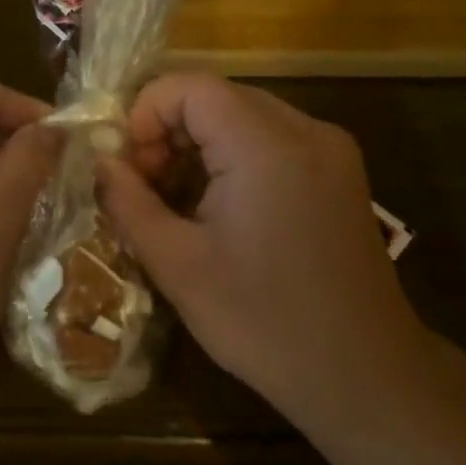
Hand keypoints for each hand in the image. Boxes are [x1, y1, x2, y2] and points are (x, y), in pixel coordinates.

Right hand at [97, 74, 434, 443]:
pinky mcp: (339, 172)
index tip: (128, 167)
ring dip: (198, 145)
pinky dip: (233, 156)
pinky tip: (219, 207)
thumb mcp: (177, 264)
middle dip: (168, 131)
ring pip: (241, 116)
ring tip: (177, 201)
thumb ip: (128, 200)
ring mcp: (329, 149)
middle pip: (215, 97)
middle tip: (146, 187)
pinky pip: (270, 139)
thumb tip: (100, 160)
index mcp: (266, 145)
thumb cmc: (263, 322)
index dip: (146, 114)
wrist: (366, 377)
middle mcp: (305, 130)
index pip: (189, 86)